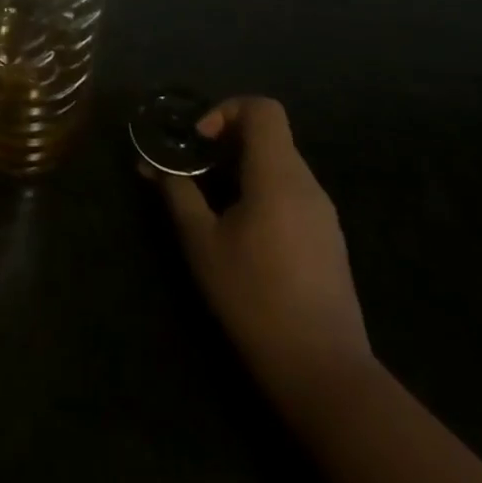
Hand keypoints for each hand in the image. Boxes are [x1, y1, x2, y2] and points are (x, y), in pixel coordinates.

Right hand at [154, 97, 372, 397]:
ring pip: (279, 166)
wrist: (324, 373)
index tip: (199, 140)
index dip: (226, 110)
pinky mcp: (328, 240)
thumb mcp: (201, 242)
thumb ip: (177, 193)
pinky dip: (260, 192)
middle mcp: (307, 185)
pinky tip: (240, 231)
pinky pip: (291, 193)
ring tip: (210, 201)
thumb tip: (153, 164)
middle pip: (269, 136)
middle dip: (226, 142)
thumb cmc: (254, 298)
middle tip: (193, 170)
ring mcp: (323, 214)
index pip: (262, 109)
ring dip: (241, 169)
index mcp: (279, 176)